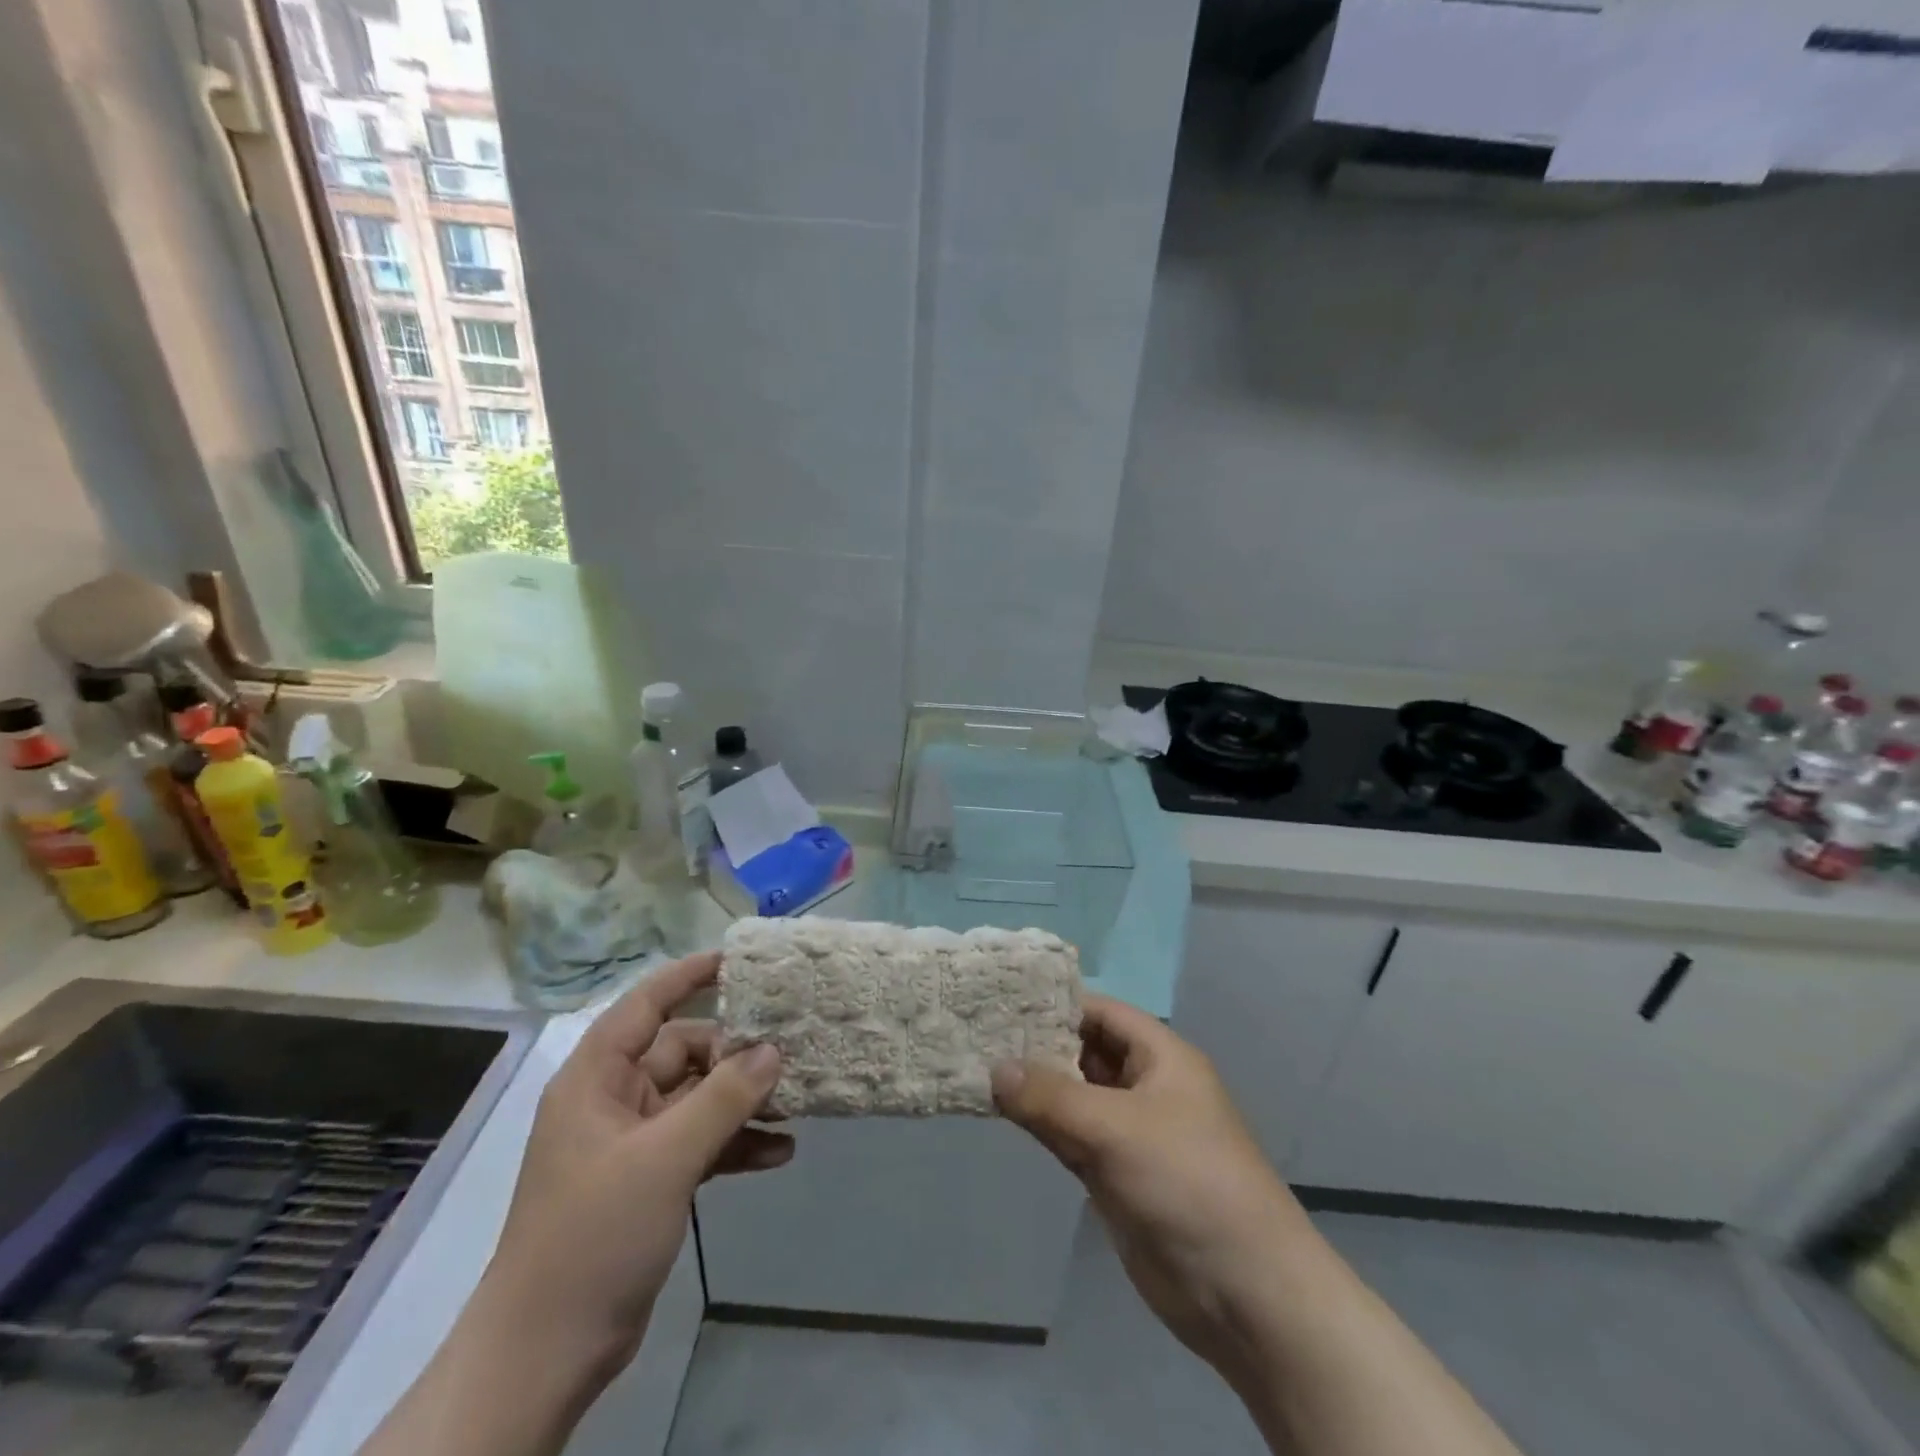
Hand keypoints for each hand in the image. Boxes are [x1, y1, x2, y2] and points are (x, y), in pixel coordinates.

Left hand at [484, 952, 790, 1384]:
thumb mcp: (665, 1157)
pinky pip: (701, 1143)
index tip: (741, 961)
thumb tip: (773, 1050)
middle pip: (683, 1052)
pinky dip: (736, 1144)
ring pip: (698, 1099)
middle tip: (789, 1056)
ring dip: (742, 1102)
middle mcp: (614, 1100)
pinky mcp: (650, 1181)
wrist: (546, 1354)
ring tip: (796, 1102)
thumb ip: (723, 1098)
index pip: (646, 1005)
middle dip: (735, 1055)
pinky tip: (780, 1153)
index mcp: (597, 1079)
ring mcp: (633, 1142)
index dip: (690, 976)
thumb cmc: (595, 1234)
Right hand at [992, 995, 1307, 1384]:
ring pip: (1075, 1098)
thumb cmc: (1186, 1181)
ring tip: (980, 1066)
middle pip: (1085, 1053)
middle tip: (980, 1034)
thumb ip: (1050, 1097)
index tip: (1002, 1001)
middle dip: (1038, 1046)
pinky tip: (1004, 1114)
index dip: (1056, 1005)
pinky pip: (1073, 1138)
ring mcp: (1131, 1133)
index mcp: (1161, 1056)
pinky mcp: (1117, 1175)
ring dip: (1036, 1088)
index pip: (1101, 1013)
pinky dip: (1043, 1126)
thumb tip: (994, 1069)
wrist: (1242, 1291)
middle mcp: (1146, 1086)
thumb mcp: (1114, 1128)